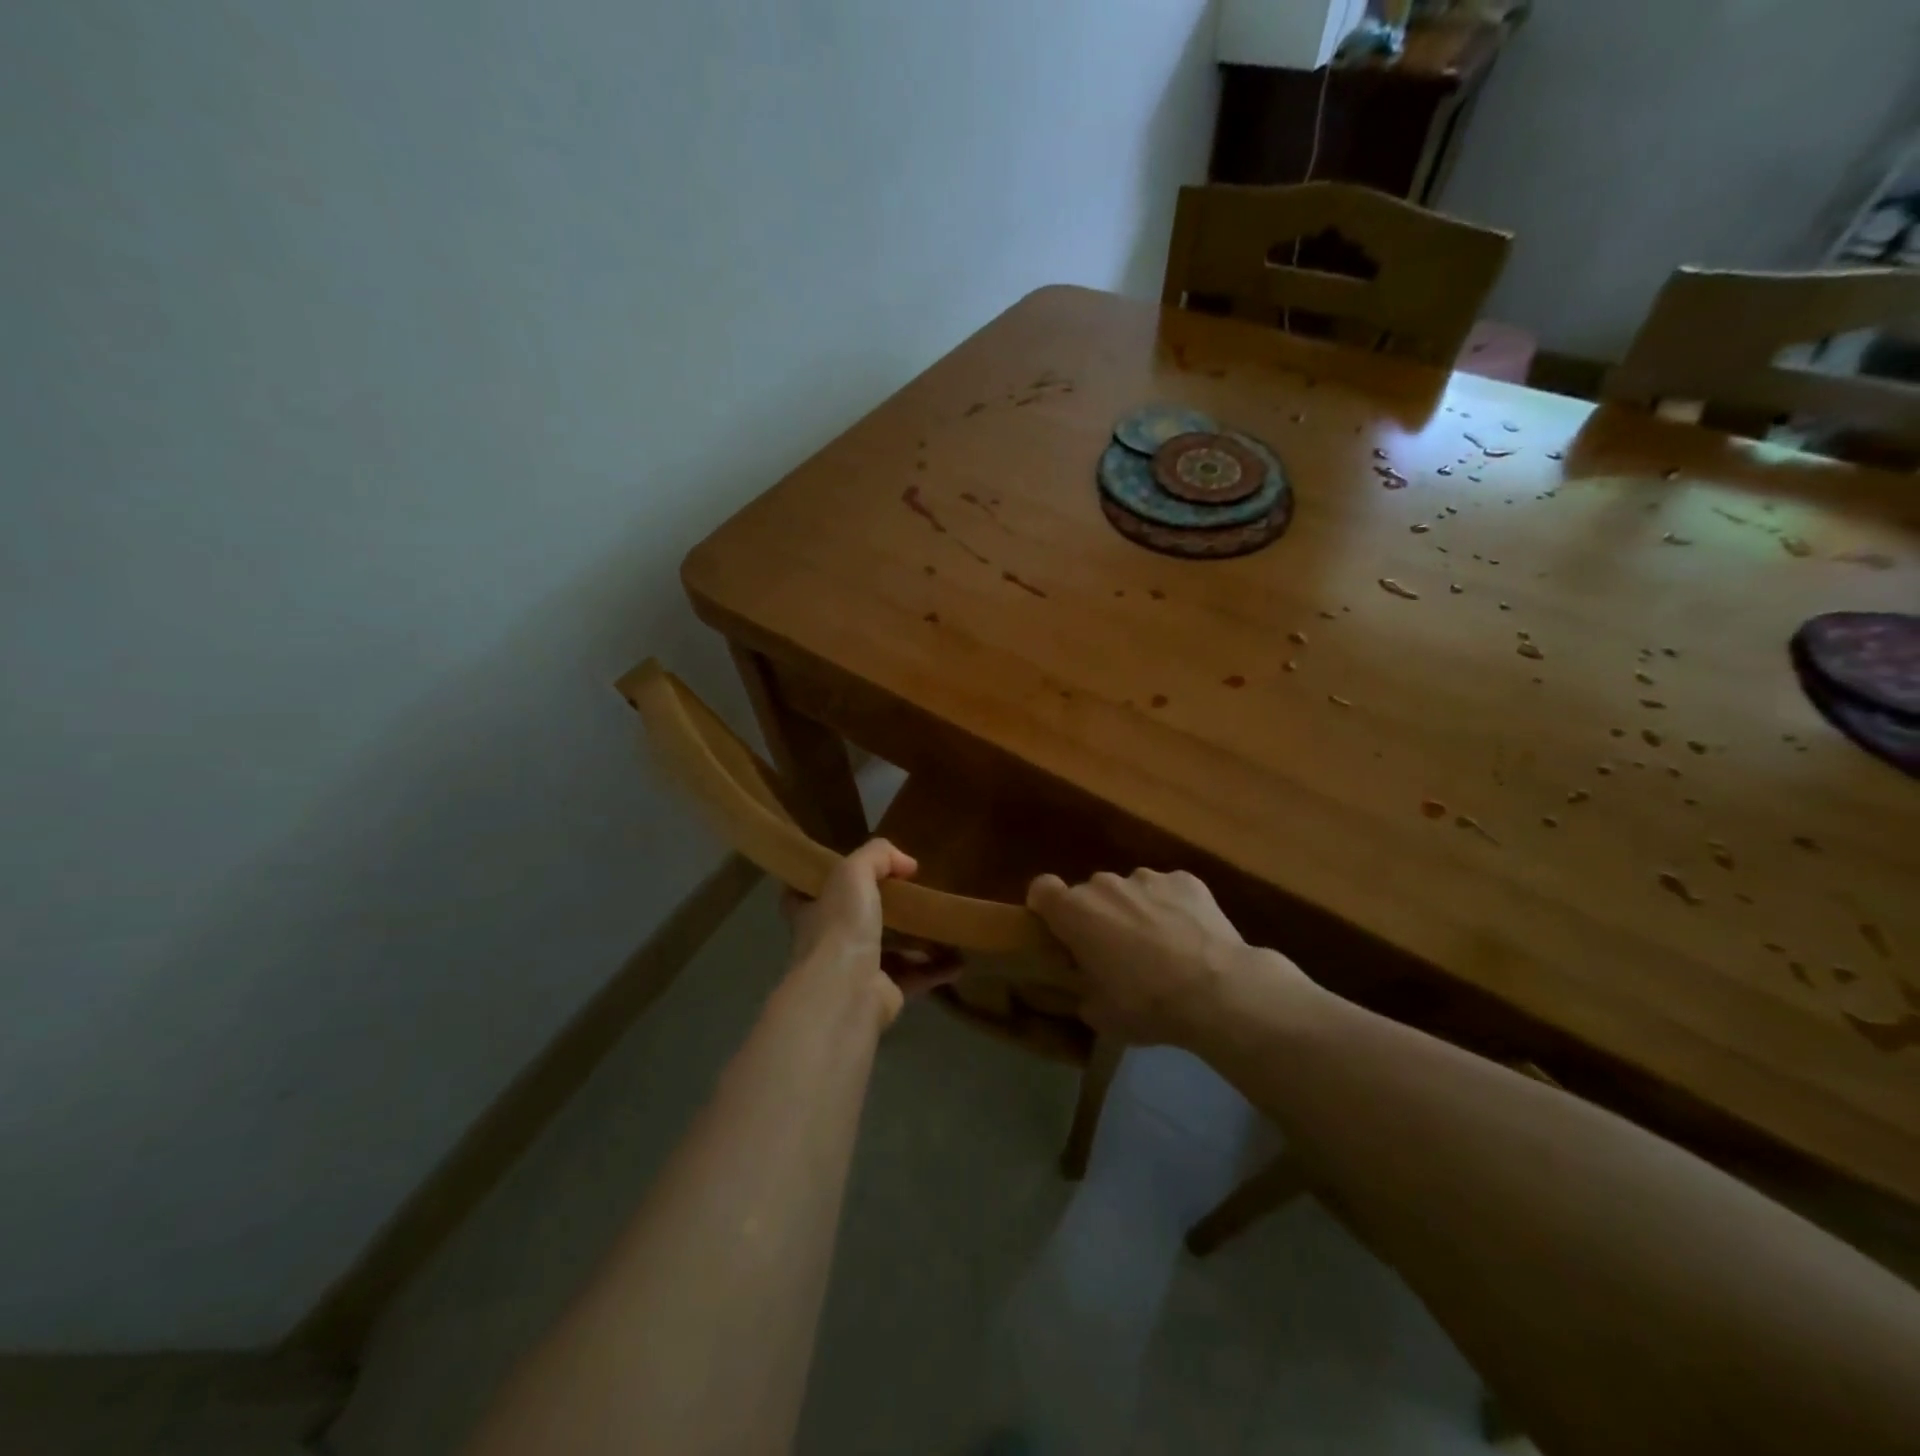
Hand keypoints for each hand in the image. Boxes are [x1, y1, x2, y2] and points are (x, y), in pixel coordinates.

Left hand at [784, 839, 951, 1023]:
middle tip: (914, 891)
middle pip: (856, 918)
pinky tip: (959, 960)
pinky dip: (936, 968)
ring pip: (889, 948)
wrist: (846, 993)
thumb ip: (877, 855)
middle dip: (884, 907)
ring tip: (944, 923)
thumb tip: (907, 863)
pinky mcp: (881, 994)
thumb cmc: (841, 926)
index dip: (832, 878)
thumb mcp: (853, 872)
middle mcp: (828, 940)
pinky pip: (913, 976)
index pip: (812, 890)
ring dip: (916, 939)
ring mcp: (854, 970)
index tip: (860, 868)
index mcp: (811, 910)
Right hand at [1027, 868, 1304, 1046]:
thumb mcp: (1099, 1015)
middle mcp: (1105, 884)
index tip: (1058, 931)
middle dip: (1097, 916)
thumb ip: (1083, 990)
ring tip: (1160, 946)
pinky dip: (1173, 907)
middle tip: (1115, 952)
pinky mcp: (1186, 880)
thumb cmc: (1146, 1004)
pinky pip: (1168, 890)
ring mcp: (1148, 877)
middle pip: (1090, 893)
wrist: (1217, 991)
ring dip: (1135, 910)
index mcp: (1074, 911)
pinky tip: (1190, 937)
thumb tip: (1088, 986)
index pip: (1041, 889)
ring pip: (1130, 890)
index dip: (1046, 907)